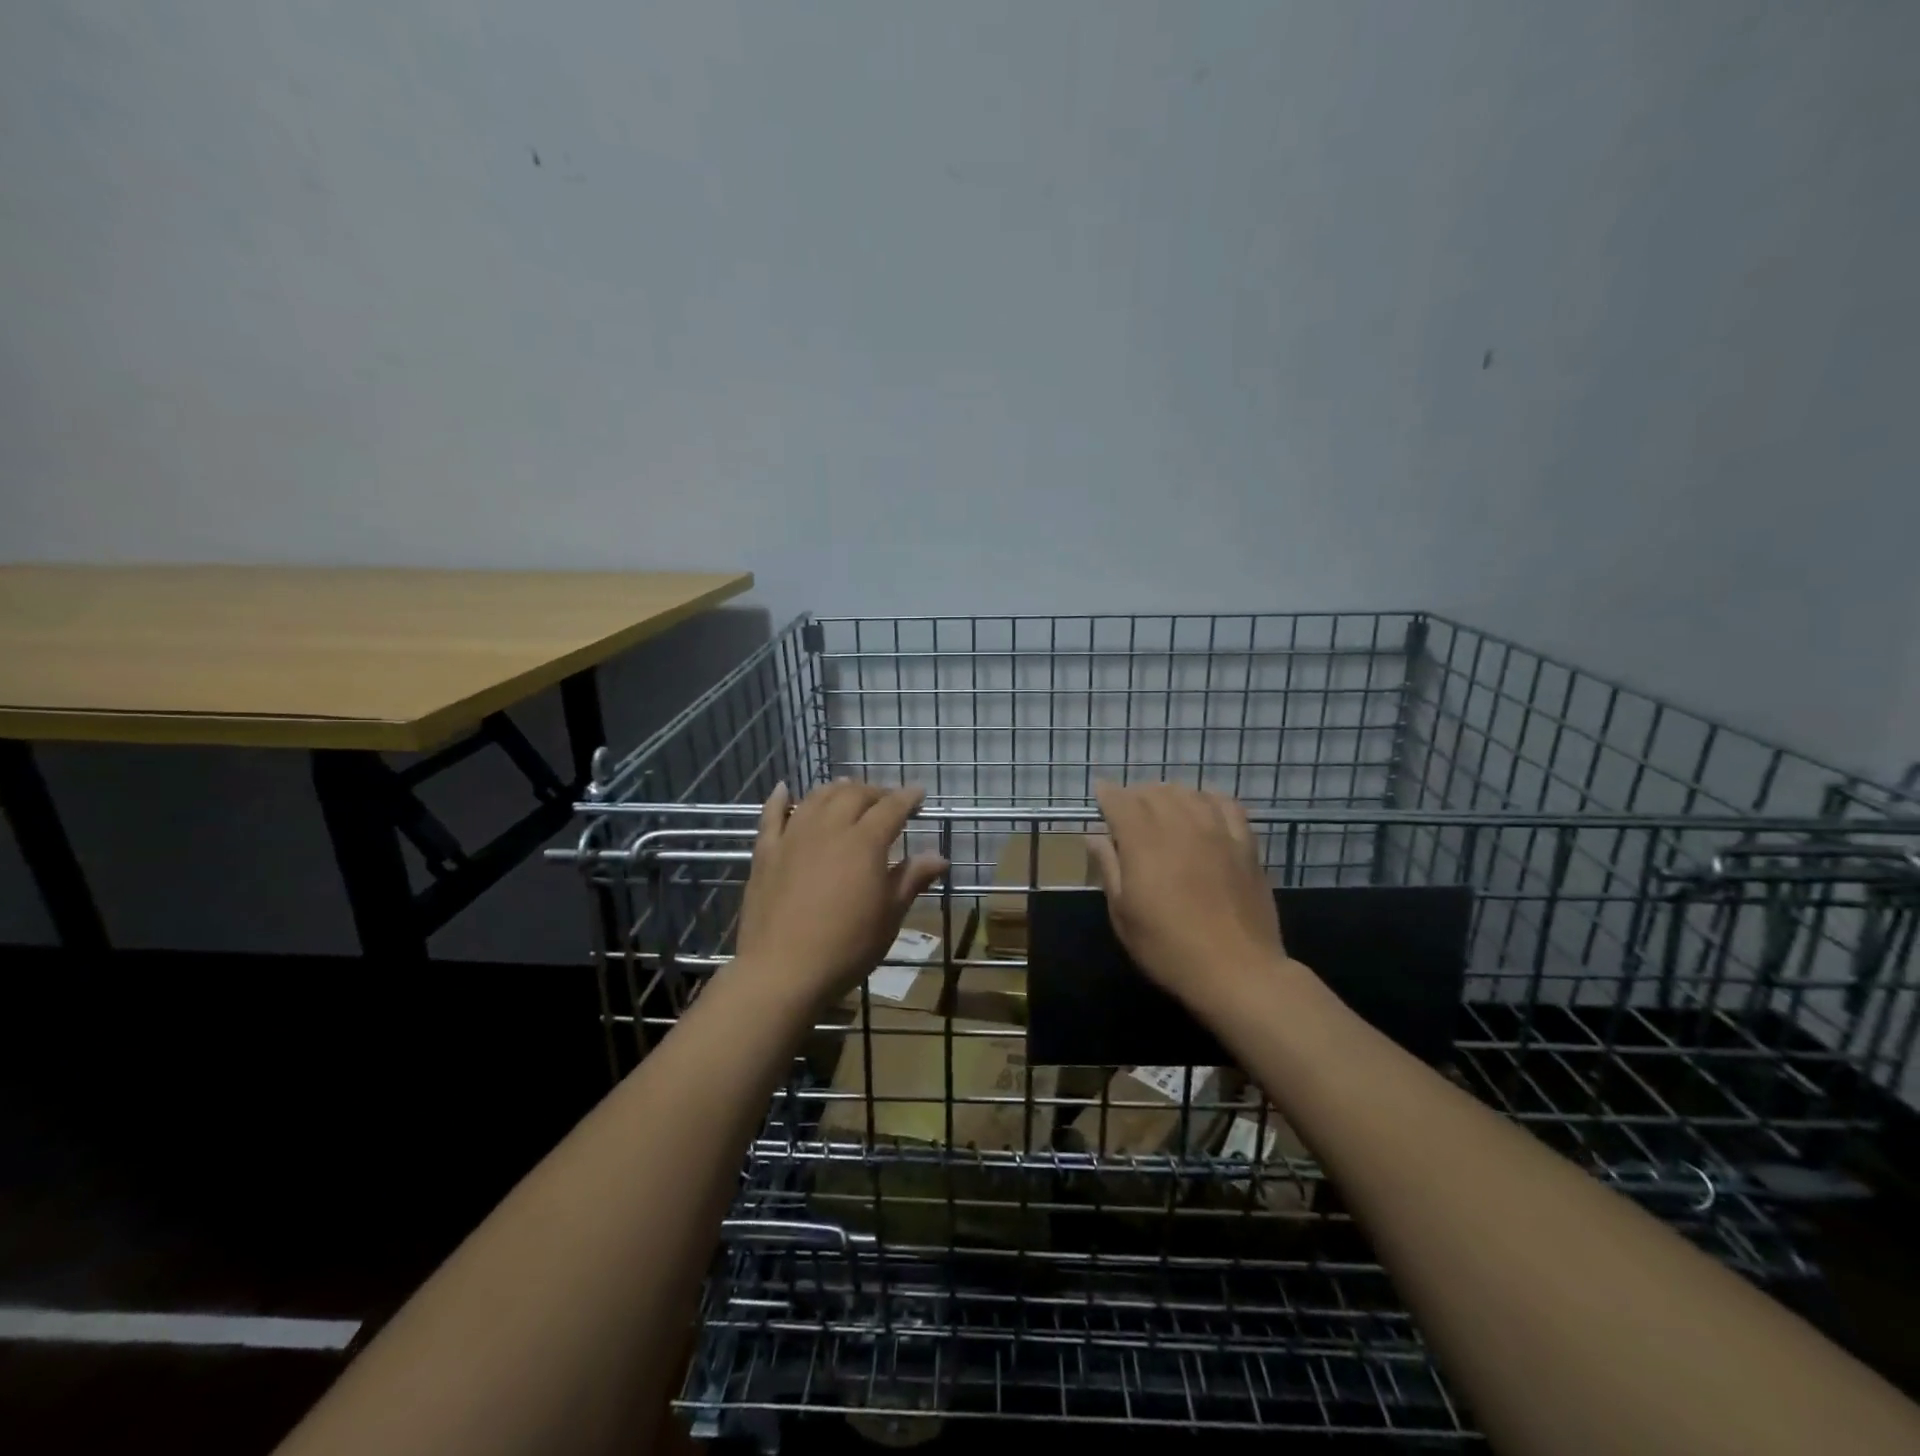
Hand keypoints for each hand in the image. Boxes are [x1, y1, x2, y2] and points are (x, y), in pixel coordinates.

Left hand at [734, 780, 947, 1009]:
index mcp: (865, 842)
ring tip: (847, 789)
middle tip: (886, 799)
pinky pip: (771, 815)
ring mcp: (794, 837)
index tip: (919, 793)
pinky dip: (779, 798)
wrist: (782, 970)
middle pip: (853, 795)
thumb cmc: (847, 946)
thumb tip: (940, 856)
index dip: (907, 797)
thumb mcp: (889, 915)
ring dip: (835, 789)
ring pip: (816, 798)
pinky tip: (783, 788)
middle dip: (874, 791)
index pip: (891, 807)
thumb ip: (912, 878)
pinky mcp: (766, 852)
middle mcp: (829, 828)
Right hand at [1086, 782, 1290, 1008]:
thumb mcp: (1123, 914)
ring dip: (1169, 793)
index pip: (1121, 801)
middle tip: (1126, 808)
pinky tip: (1203, 805)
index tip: (1100, 793)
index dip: (1107, 793)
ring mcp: (1217, 832)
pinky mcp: (1245, 845)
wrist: (1237, 971)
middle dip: (1135, 794)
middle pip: (1154, 792)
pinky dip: (1209, 798)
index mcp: (1143, 843)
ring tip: (1161, 805)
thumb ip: (1109, 868)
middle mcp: (1179, 826)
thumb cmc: (1168, 948)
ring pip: (1189, 793)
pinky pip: (1227, 805)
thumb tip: (1095, 836)